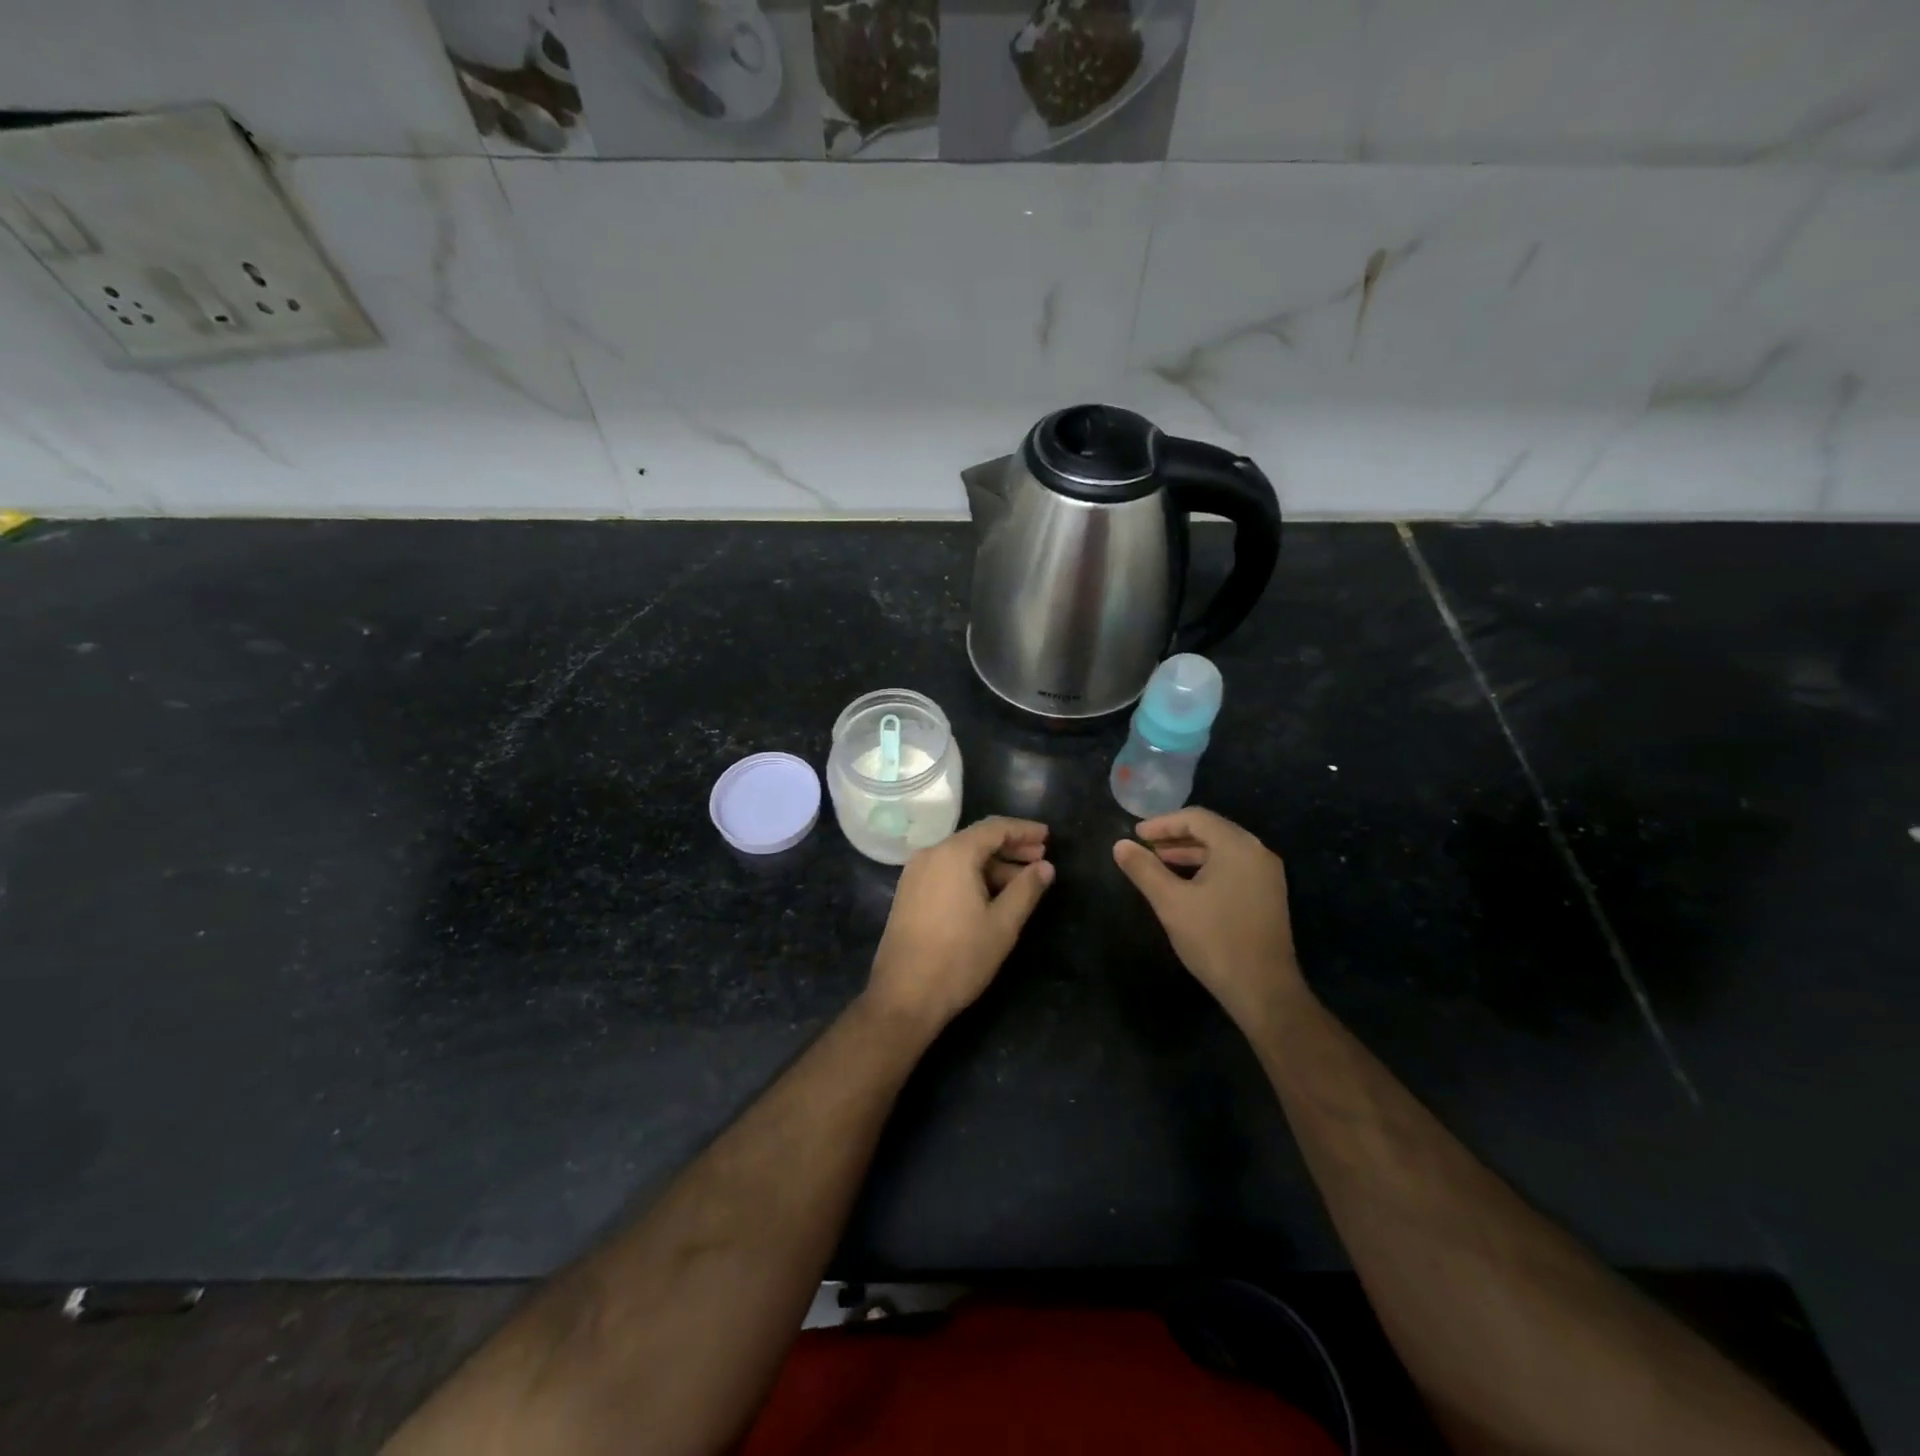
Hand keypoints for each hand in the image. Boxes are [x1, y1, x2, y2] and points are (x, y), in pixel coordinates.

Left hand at [866, 817, 1054, 1032]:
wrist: (904, 996)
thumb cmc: (959, 958)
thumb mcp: (1003, 924)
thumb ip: (1026, 889)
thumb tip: (1046, 867)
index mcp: (953, 854)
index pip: (994, 828)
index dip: (1023, 830)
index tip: (1048, 836)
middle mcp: (930, 855)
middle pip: (976, 840)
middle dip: (1010, 847)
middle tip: (1041, 858)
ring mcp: (915, 874)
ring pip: (961, 858)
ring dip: (992, 865)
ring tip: (1022, 882)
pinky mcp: (908, 893)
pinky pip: (946, 872)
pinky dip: (971, 876)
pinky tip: (991, 895)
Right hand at [1112, 808, 1306, 1033]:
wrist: (1263, 990)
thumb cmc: (1215, 940)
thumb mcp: (1171, 902)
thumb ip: (1144, 869)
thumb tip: (1120, 845)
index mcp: (1238, 847)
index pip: (1196, 818)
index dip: (1162, 823)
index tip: (1136, 835)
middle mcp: (1257, 852)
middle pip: (1211, 830)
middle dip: (1174, 837)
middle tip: (1144, 847)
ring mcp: (1266, 875)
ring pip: (1222, 850)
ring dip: (1189, 853)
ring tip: (1158, 863)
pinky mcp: (1267, 895)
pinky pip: (1233, 867)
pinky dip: (1206, 868)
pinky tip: (1185, 884)